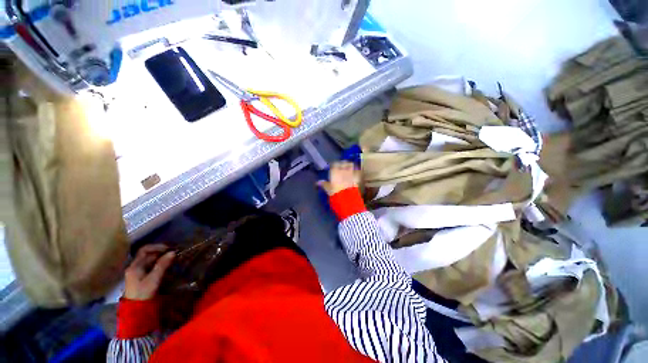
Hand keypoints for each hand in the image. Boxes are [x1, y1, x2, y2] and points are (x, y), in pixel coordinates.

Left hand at [124, 244, 174, 300]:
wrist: (135, 310)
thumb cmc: (143, 293)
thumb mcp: (154, 279)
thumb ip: (162, 265)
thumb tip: (173, 252)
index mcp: (135, 266)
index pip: (145, 250)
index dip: (157, 247)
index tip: (169, 248)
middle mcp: (135, 267)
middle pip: (148, 255)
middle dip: (162, 253)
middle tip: (174, 254)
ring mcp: (138, 272)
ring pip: (151, 261)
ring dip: (162, 259)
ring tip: (173, 260)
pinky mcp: (142, 277)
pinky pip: (151, 266)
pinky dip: (160, 264)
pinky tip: (168, 267)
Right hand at [318, 161, 359, 195]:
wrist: (347, 198)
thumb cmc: (335, 193)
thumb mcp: (328, 189)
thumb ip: (324, 184)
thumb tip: (318, 182)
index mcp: (334, 171)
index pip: (334, 163)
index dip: (334, 165)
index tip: (334, 166)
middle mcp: (343, 170)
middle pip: (344, 162)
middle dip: (343, 163)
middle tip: (342, 166)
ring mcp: (350, 173)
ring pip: (351, 165)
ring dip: (350, 166)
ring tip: (349, 168)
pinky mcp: (357, 177)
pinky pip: (357, 172)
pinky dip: (356, 171)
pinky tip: (355, 173)